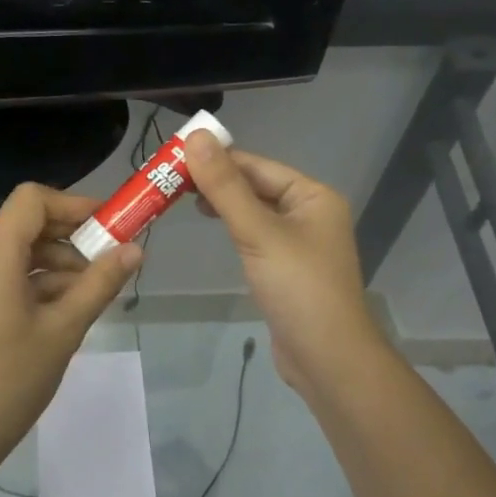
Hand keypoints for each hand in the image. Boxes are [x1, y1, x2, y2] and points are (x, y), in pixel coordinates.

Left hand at [0, 184, 141, 474]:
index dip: (73, 204)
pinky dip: (29, 282)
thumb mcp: (63, 330)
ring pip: (11, 252)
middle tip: (107, 264)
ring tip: (88, 294)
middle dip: (68, 239)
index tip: (108, 225)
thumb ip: (100, 283)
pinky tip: (58, 309)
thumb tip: (135, 250)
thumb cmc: (10, 381)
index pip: (32, 200)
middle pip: (22, 225)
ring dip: (51, 264)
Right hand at [184, 135, 387, 400]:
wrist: (327, 358)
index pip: (257, 166)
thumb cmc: (298, 288)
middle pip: (256, 186)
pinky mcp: (287, 268)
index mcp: (313, 196)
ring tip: (181, 199)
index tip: (173, 156)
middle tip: (168, 180)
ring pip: (254, 211)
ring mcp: (299, 242)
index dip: (216, 158)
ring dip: (222, 203)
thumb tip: (196, 138)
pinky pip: (256, 235)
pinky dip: (233, 227)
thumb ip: (225, 186)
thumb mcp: (258, 232)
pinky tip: (212, 227)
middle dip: (216, 181)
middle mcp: (310, 213)